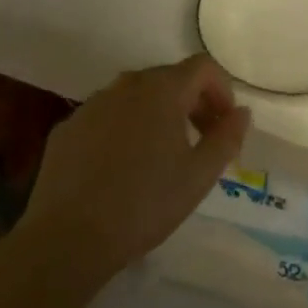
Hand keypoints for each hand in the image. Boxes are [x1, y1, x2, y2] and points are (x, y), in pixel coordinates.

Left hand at [13, 55, 248, 298]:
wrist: (66, 240)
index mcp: (162, 90)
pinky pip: (106, 117)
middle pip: (169, 78)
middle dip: (193, 102)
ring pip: (135, 97)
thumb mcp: (200, 175)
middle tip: (201, 140)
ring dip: (158, 114)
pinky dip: (124, 129)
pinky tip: (122, 167)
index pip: (203, 67)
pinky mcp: (66, 129)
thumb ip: (227, 137)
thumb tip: (241, 113)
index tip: (225, 124)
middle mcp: (125, 86)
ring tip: (162, 154)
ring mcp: (91, 106)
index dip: (222, 90)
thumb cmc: (144, 203)